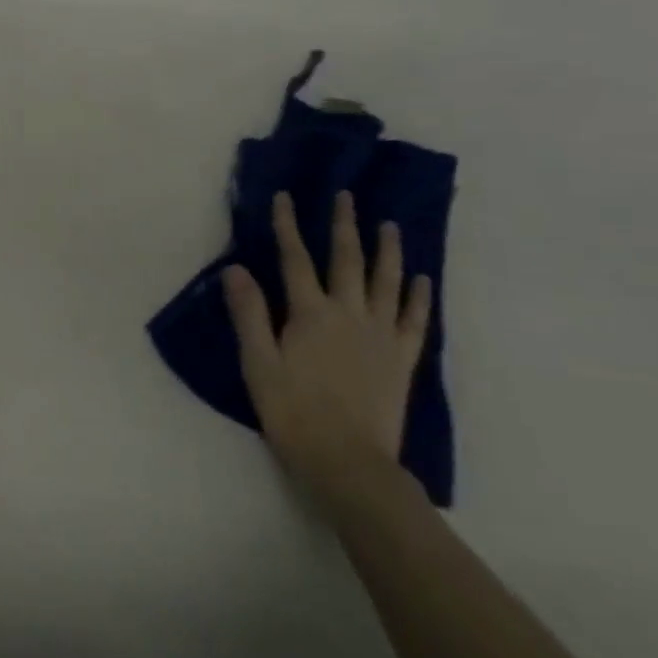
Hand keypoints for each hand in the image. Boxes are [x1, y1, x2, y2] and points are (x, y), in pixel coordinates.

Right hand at [222, 191, 431, 498]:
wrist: (348, 461)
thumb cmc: (293, 412)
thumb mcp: (258, 363)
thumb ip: (249, 314)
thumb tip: (236, 268)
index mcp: (310, 314)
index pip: (295, 259)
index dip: (288, 226)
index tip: (285, 197)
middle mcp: (348, 314)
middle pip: (346, 260)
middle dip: (343, 226)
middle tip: (346, 196)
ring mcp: (380, 335)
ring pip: (386, 282)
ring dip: (387, 250)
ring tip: (389, 225)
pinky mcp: (401, 359)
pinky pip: (414, 320)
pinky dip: (418, 296)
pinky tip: (421, 278)